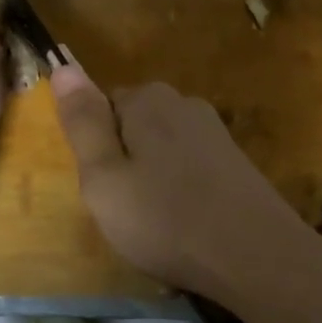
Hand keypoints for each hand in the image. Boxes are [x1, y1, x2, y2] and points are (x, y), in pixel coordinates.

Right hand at [50, 65, 314, 297]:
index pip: (102, 107)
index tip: (105, 188)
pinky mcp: (235, 160)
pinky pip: (190, 168)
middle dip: (125, 163)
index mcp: (146, 99)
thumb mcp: (104, 177)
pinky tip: (188, 225)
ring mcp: (215, 131)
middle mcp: (183, 103)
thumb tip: (62, 65)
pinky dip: (183, 192)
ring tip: (158, 224)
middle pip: (133, 126)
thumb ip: (82, 122)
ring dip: (154, 180)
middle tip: (126, 210)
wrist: (258, 257)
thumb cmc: (166, 220)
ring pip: (162, 150)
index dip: (97, 150)